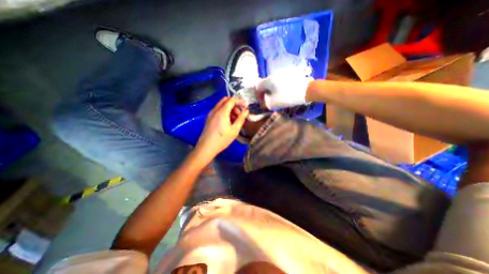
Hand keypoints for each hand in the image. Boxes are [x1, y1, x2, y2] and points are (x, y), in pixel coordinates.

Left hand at [195, 96, 248, 158]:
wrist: (206, 147)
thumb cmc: (222, 139)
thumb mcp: (234, 130)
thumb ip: (241, 119)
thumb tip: (246, 111)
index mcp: (222, 112)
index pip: (231, 100)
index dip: (240, 102)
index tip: (246, 107)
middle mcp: (215, 110)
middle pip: (226, 100)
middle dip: (234, 104)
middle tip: (240, 113)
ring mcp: (211, 113)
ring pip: (221, 104)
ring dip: (229, 108)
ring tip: (235, 119)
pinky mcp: (209, 117)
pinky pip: (218, 110)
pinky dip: (224, 111)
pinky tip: (228, 121)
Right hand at [256, 71, 312, 109]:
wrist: (307, 90)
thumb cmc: (287, 97)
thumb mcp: (273, 103)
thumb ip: (265, 102)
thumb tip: (264, 101)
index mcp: (268, 80)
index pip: (258, 86)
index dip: (258, 95)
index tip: (262, 101)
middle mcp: (274, 75)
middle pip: (265, 84)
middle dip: (265, 93)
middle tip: (268, 100)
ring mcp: (282, 75)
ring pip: (273, 83)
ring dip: (272, 91)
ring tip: (276, 98)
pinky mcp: (290, 76)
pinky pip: (280, 82)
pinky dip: (279, 88)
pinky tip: (283, 94)